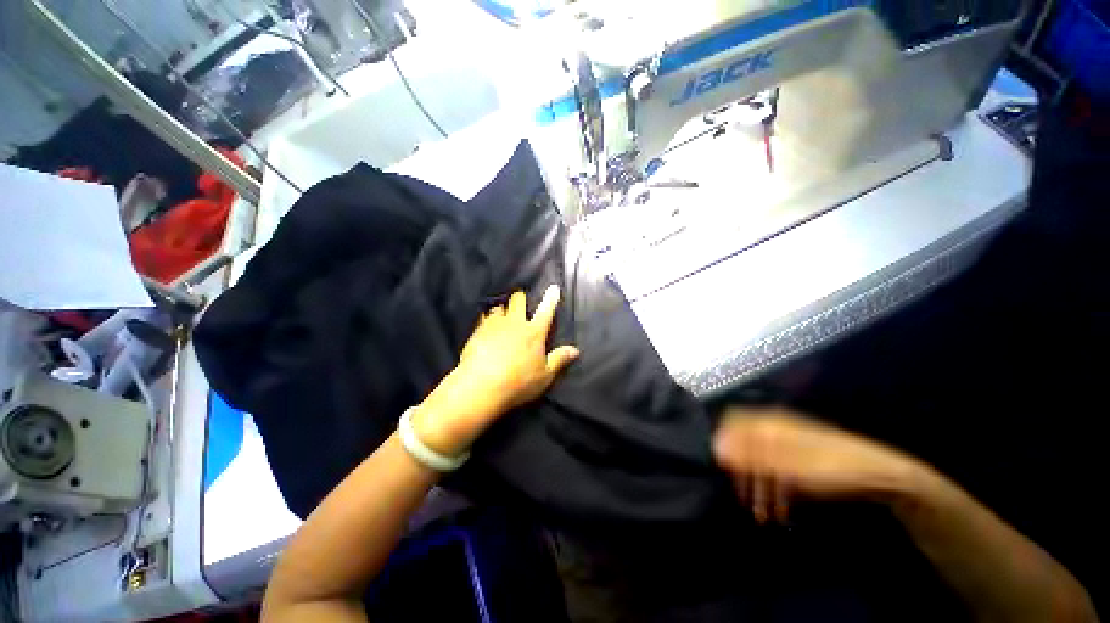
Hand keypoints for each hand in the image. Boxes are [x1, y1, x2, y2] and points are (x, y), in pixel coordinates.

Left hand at [412, 285, 579, 454]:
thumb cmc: (518, 382)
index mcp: (534, 333)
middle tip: (520, 300)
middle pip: (518, 301)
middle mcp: (514, 324)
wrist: (481, 386)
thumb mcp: (545, 375)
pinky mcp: (477, 331)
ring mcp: (494, 325)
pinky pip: (482, 318)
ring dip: (502, 309)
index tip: (554, 288)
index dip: (551, 299)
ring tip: (501, 314)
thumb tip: (575, 350)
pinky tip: (484, 326)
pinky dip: (485, 319)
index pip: (546, 311)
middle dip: (520, 298)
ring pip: (498, 307)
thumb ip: (559, 359)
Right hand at [712, 408, 925, 523]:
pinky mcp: (804, 459)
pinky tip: (780, 511)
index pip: (734, 422)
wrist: (879, 475)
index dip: (724, 442)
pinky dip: (777, 490)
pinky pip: (781, 472)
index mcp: (770, 423)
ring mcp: (792, 444)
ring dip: (760, 488)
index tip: (722, 468)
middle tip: (743, 500)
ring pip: (764, 462)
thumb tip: (716, 447)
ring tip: (762, 515)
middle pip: (748, 445)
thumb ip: (749, 455)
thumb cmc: (830, 467)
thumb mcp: (787, 464)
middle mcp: (777, 429)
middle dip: (744, 474)